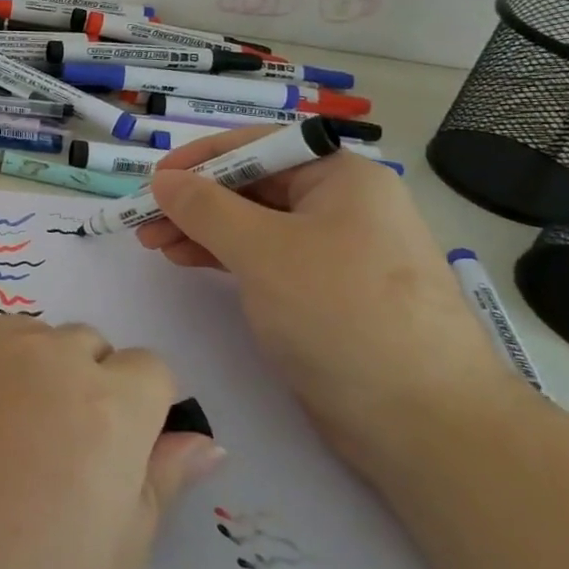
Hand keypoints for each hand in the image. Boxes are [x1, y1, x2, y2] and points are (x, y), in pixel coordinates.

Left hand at [0, 317, 224, 568]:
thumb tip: (200, 440)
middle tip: (54, 472)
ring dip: (38, 381)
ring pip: (34, 342)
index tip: (117, 470)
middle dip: (92, 395)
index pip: (153, 372)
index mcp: (103, 408)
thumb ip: (156, 494)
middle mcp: (43, 356)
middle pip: (92, 350)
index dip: (146, 418)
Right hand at [141, 129, 514, 475]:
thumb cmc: (341, 314)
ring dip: (203, 230)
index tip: (153, 181)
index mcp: (340, 177)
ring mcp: (336, 251)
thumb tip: (163, 179)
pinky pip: (266, 258)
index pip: (258, 147)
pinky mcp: (327, 293)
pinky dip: (225, 257)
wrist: (424, 422)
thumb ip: (205, 208)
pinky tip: (190, 261)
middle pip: (253, 186)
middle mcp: (342, 205)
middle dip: (195, 201)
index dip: (200, 160)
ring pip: (255, 225)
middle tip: (144, 223)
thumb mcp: (263, 251)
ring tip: (155, 245)